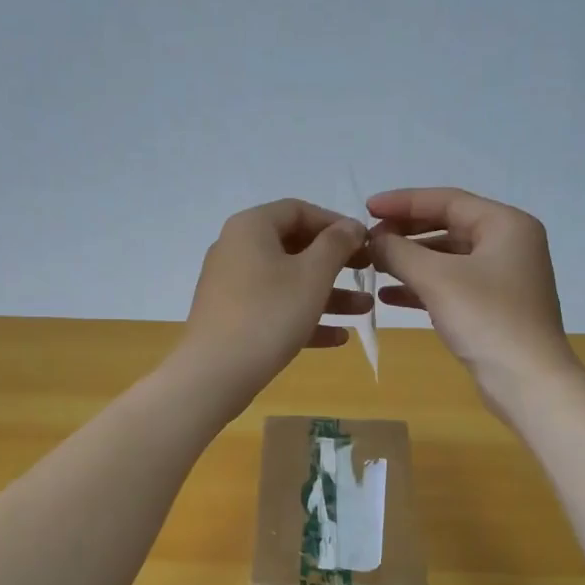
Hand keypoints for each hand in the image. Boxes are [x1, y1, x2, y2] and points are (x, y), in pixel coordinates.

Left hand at [178, 199, 371, 407]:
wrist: (215, 373)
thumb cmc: (269, 313)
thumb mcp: (313, 274)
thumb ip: (337, 244)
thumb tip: (351, 226)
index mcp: (251, 227)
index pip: (299, 210)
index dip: (336, 223)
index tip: (366, 242)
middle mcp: (236, 249)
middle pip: (294, 247)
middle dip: (336, 262)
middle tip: (369, 272)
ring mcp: (232, 286)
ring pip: (288, 282)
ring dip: (328, 293)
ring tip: (364, 308)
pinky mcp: (232, 319)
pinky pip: (274, 309)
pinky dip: (304, 318)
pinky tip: (338, 338)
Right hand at [367, 187, 579, 414]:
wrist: (527, 380)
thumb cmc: (485, 319)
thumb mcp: (436, 278)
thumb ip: (399, 251)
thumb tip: (374, 239)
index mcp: (505, 224)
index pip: (447, 200)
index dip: (403, 202)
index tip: (367, 207)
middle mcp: (509, 243)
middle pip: (448, 225)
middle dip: (406, 232)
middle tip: (369, 239)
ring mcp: (503, 277)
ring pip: (448, 257)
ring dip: (410, 260)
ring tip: (374, 265)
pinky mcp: (494, 306)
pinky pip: (452, 284)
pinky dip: (422, 286)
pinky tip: (389, 296)